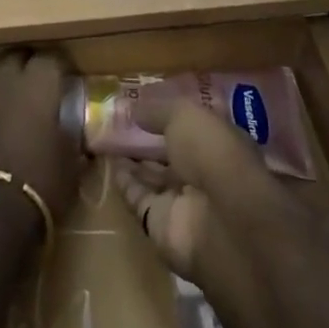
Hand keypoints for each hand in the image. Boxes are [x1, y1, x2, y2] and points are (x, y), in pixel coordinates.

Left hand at [0, 51, 83, 232]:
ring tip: (12, 114)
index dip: (59, 68)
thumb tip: (76, 138)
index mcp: (37, 85)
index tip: (66, 81)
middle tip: (38, 90)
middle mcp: (3, 83)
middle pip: (14, 59)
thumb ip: (72, 143)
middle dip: (26, 68)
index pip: (50, 59)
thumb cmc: (38, 185)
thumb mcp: (70, 168)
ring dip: (1, 92)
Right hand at [110, 95, 303, 281]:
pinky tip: (109, 162)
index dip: (170, 116)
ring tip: (107, 137)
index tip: (144, 102)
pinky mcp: (162, 225)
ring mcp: (185, 201)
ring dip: (134, 159)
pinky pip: (138, 198)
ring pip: (154, 176)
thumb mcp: (184, 115)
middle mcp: (206, 173)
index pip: (194, 127)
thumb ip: (158, 110)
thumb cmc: (212, 152)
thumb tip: (135, 108)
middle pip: (173, 153)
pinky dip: (124, 182)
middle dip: (149, 139)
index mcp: (221, 143)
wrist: (221, 220)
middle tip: (119, 120)